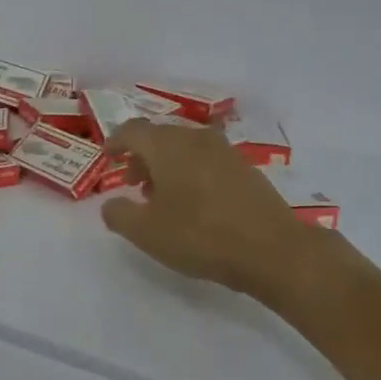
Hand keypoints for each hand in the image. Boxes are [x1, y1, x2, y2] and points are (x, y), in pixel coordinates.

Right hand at [101, 119, 330, 304]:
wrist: (271, 249)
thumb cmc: (200, 236)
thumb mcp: (146, 233)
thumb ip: (119, 215)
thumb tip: (110, 204)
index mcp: (167, 146)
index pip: (133, 130)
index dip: (116, 142)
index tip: (108, 157)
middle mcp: (196, 139)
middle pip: (160, 137)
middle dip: (142, 156)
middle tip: (133, 184)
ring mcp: (225, 151)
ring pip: (186, 148)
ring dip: (168, 166)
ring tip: (162, 198)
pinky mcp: (246, 168)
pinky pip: (207, 161)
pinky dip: (191, 173)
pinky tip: (194, 203)